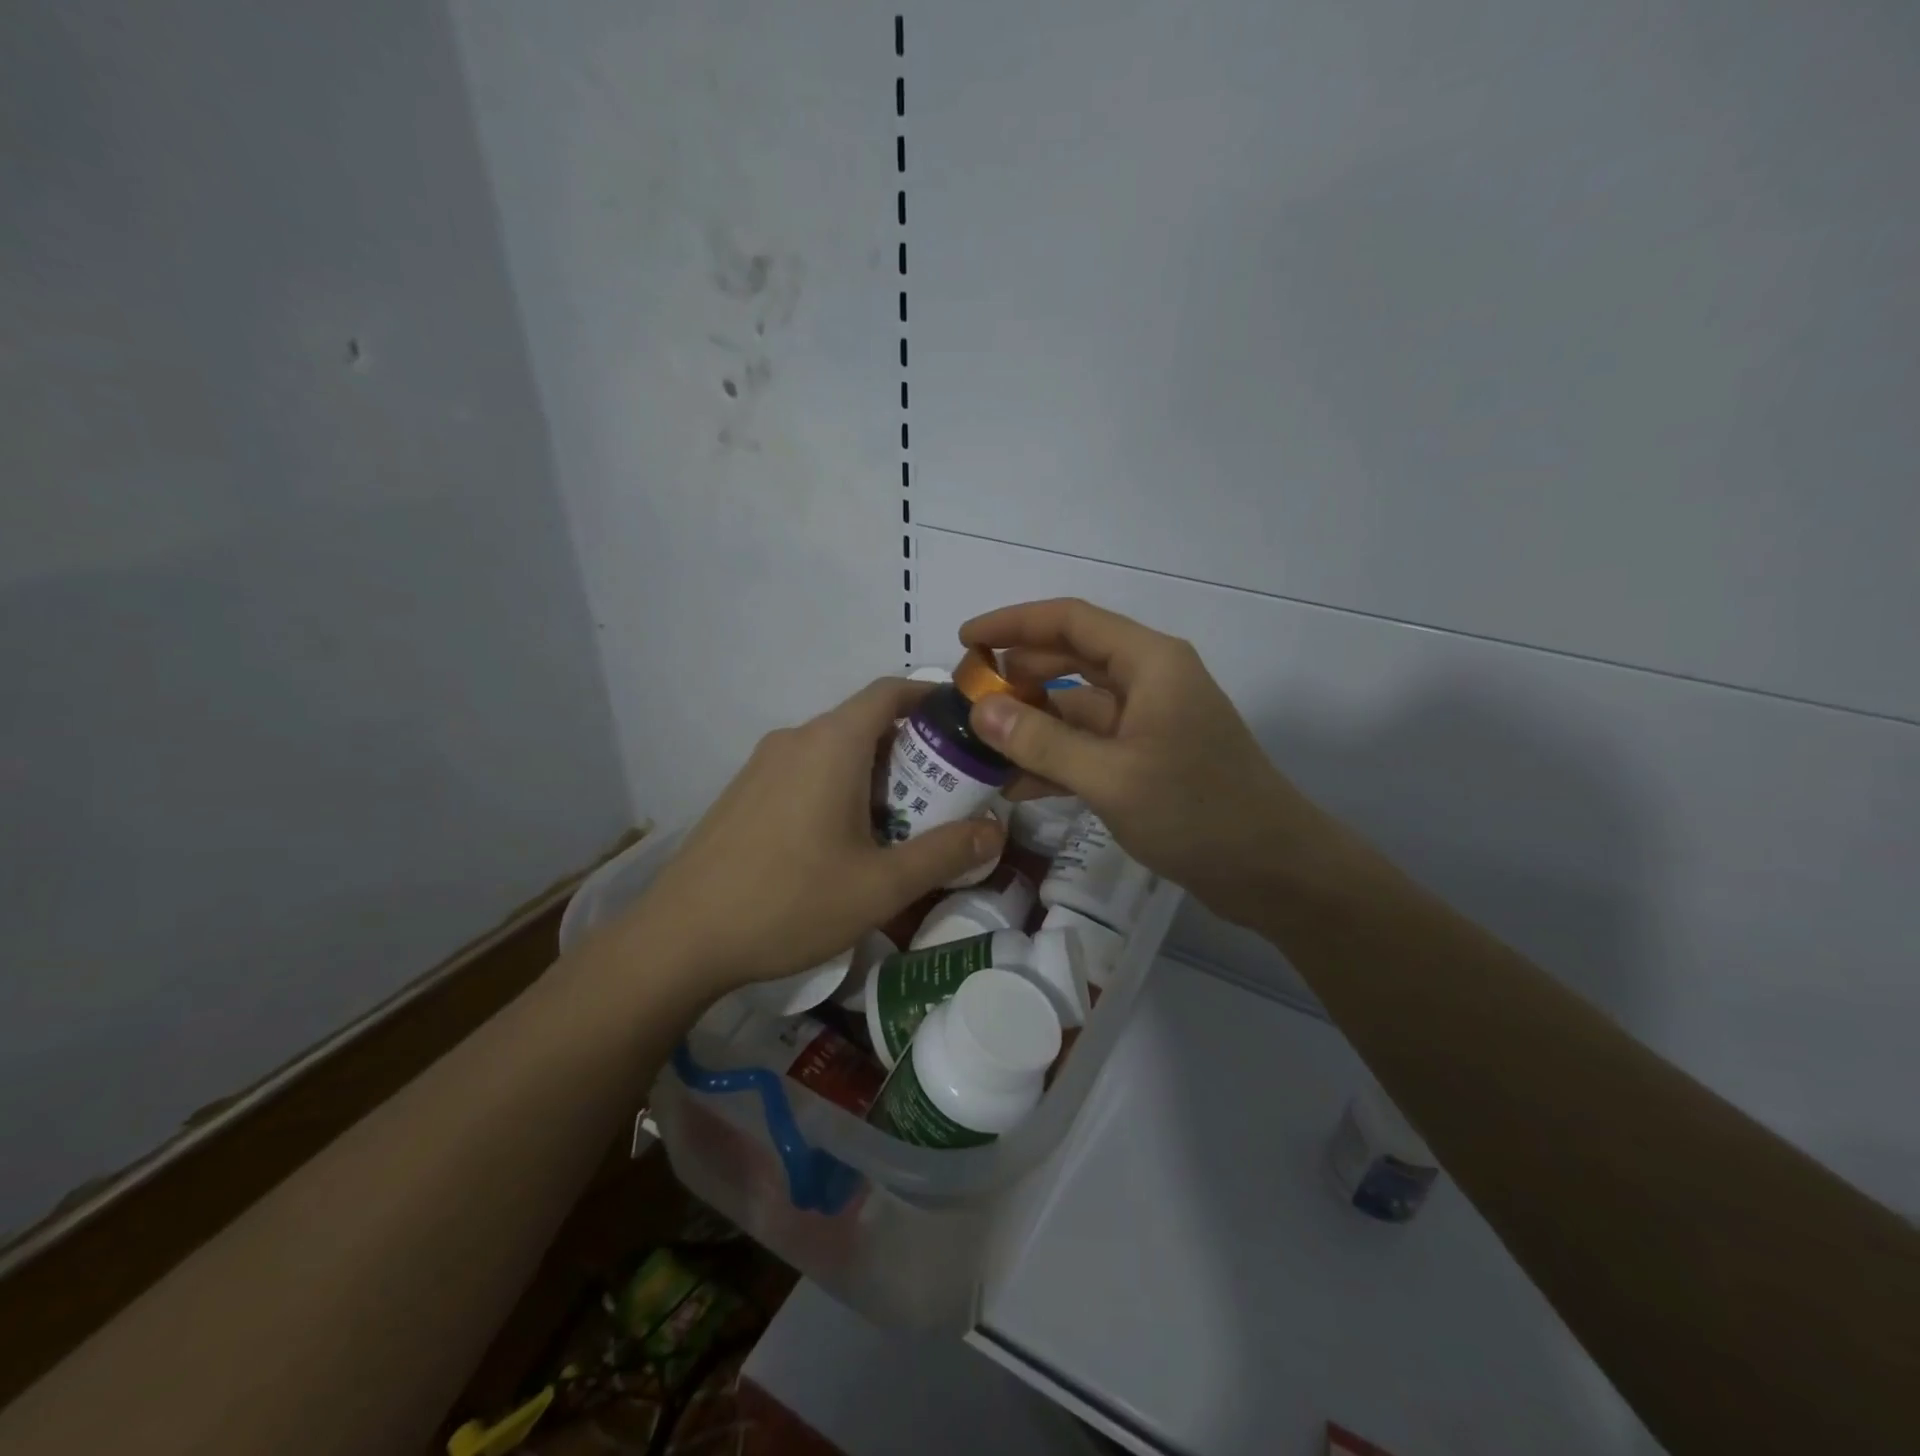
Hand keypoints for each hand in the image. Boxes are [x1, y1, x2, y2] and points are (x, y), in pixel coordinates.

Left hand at [628, 678, 1003, 991]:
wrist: (680, 940)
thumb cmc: (789, 902)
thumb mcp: (881, 886)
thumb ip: (944, 853)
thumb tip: (996, 831)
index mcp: (831, 744)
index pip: (889, 691)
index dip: (931, 698)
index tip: (965, 727)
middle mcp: (795, 739)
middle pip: (865, 724)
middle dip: (911, 752)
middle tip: (944, 797)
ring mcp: (762, 765)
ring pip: (834, 751)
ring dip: (874, 775)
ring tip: (899, 827)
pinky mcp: (743, 793)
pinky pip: (805, 773)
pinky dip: (838, 788)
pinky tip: (842, 844)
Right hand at [963, 599, 1347, 927]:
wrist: (1272, 872)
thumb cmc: (1197, 812)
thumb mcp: (1111, 776)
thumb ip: (1042, 741)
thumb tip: (980, 709)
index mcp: (1150, 662)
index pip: (1071, 621)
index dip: (1014, 623)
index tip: (965, 639)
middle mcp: (1149, 681)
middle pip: (1071, 660)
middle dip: (1018, 675)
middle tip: (966, 697)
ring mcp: (1149, 723)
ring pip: (1077, 708)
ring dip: (1032, 723)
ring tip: (978, 743)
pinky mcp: (1148, 761)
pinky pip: (1090, 747)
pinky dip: (1055, 759)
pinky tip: (1014, 784)